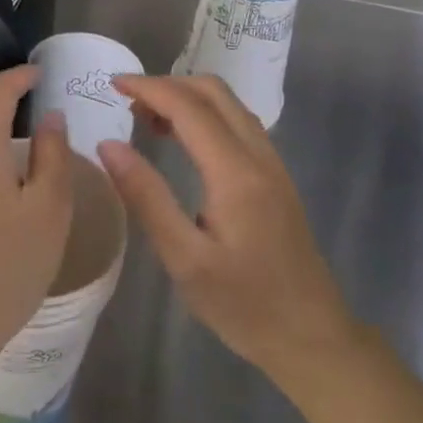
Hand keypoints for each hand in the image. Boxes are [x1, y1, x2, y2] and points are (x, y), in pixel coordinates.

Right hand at [99, 74, 354, 380]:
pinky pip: (238, 123)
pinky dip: (204, 114)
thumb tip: (108, 145)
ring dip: (187, 97)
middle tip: (128, 104)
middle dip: (167, 85)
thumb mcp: (185, 259)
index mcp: (235, 172)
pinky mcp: (275, 177)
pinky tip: (183, 141)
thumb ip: (146, 197)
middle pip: (213, 91)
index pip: (188, 106)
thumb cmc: (245, 305)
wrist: (313, 339)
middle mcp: (259, 156)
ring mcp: (272, 164)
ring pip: (228, 104)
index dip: (148, 87)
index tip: (111, 84)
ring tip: (147, 120)